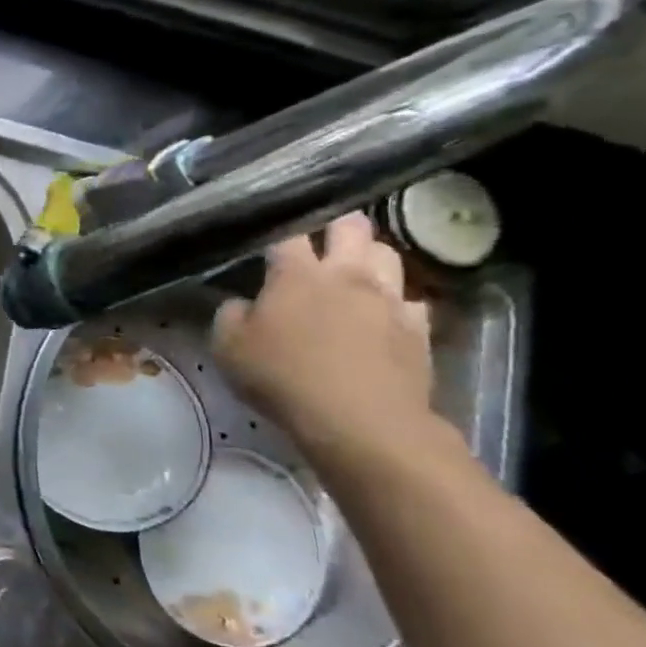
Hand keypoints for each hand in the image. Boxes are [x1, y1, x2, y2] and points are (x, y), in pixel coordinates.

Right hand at [213, 213, 434, 460]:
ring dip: (368, 256)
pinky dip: (395, 301)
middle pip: (351, 227)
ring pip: (387, 254)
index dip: (277, 229)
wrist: (359, 420)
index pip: (287, 233)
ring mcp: (388, 299)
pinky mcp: (418, 327)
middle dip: (335, 227)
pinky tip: (381, 314)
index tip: (268, 239)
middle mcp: (346, 275)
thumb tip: (241, 303)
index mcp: (296, 275)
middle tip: (319, 241)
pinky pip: (411, 300)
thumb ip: (230, 315)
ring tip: (352, 271)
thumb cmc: (282, 377)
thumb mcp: (227, 348)